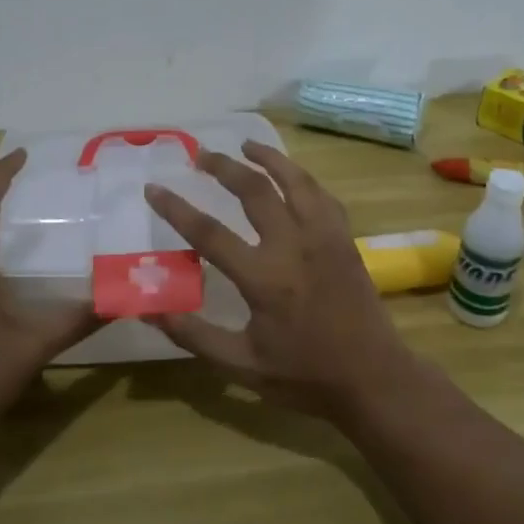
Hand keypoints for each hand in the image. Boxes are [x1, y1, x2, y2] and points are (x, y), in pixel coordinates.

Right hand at [143, 141, 418, 420]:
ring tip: (246, 144)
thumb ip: (194, 336)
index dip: (176, 208)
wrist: (373, 378)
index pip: (208, 233)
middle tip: (201, 154)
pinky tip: (291, 176)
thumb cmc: (305, 375)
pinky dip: (302, 178)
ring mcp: (324, 237)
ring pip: (294, 181)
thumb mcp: (241, 365)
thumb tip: (150, 310)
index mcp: (263, 278)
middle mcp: (293, 246)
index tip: (153, 188)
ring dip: (267, 158)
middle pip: (254, 190)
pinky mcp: (345, 239)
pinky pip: (322, 196)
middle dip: (223, 167)